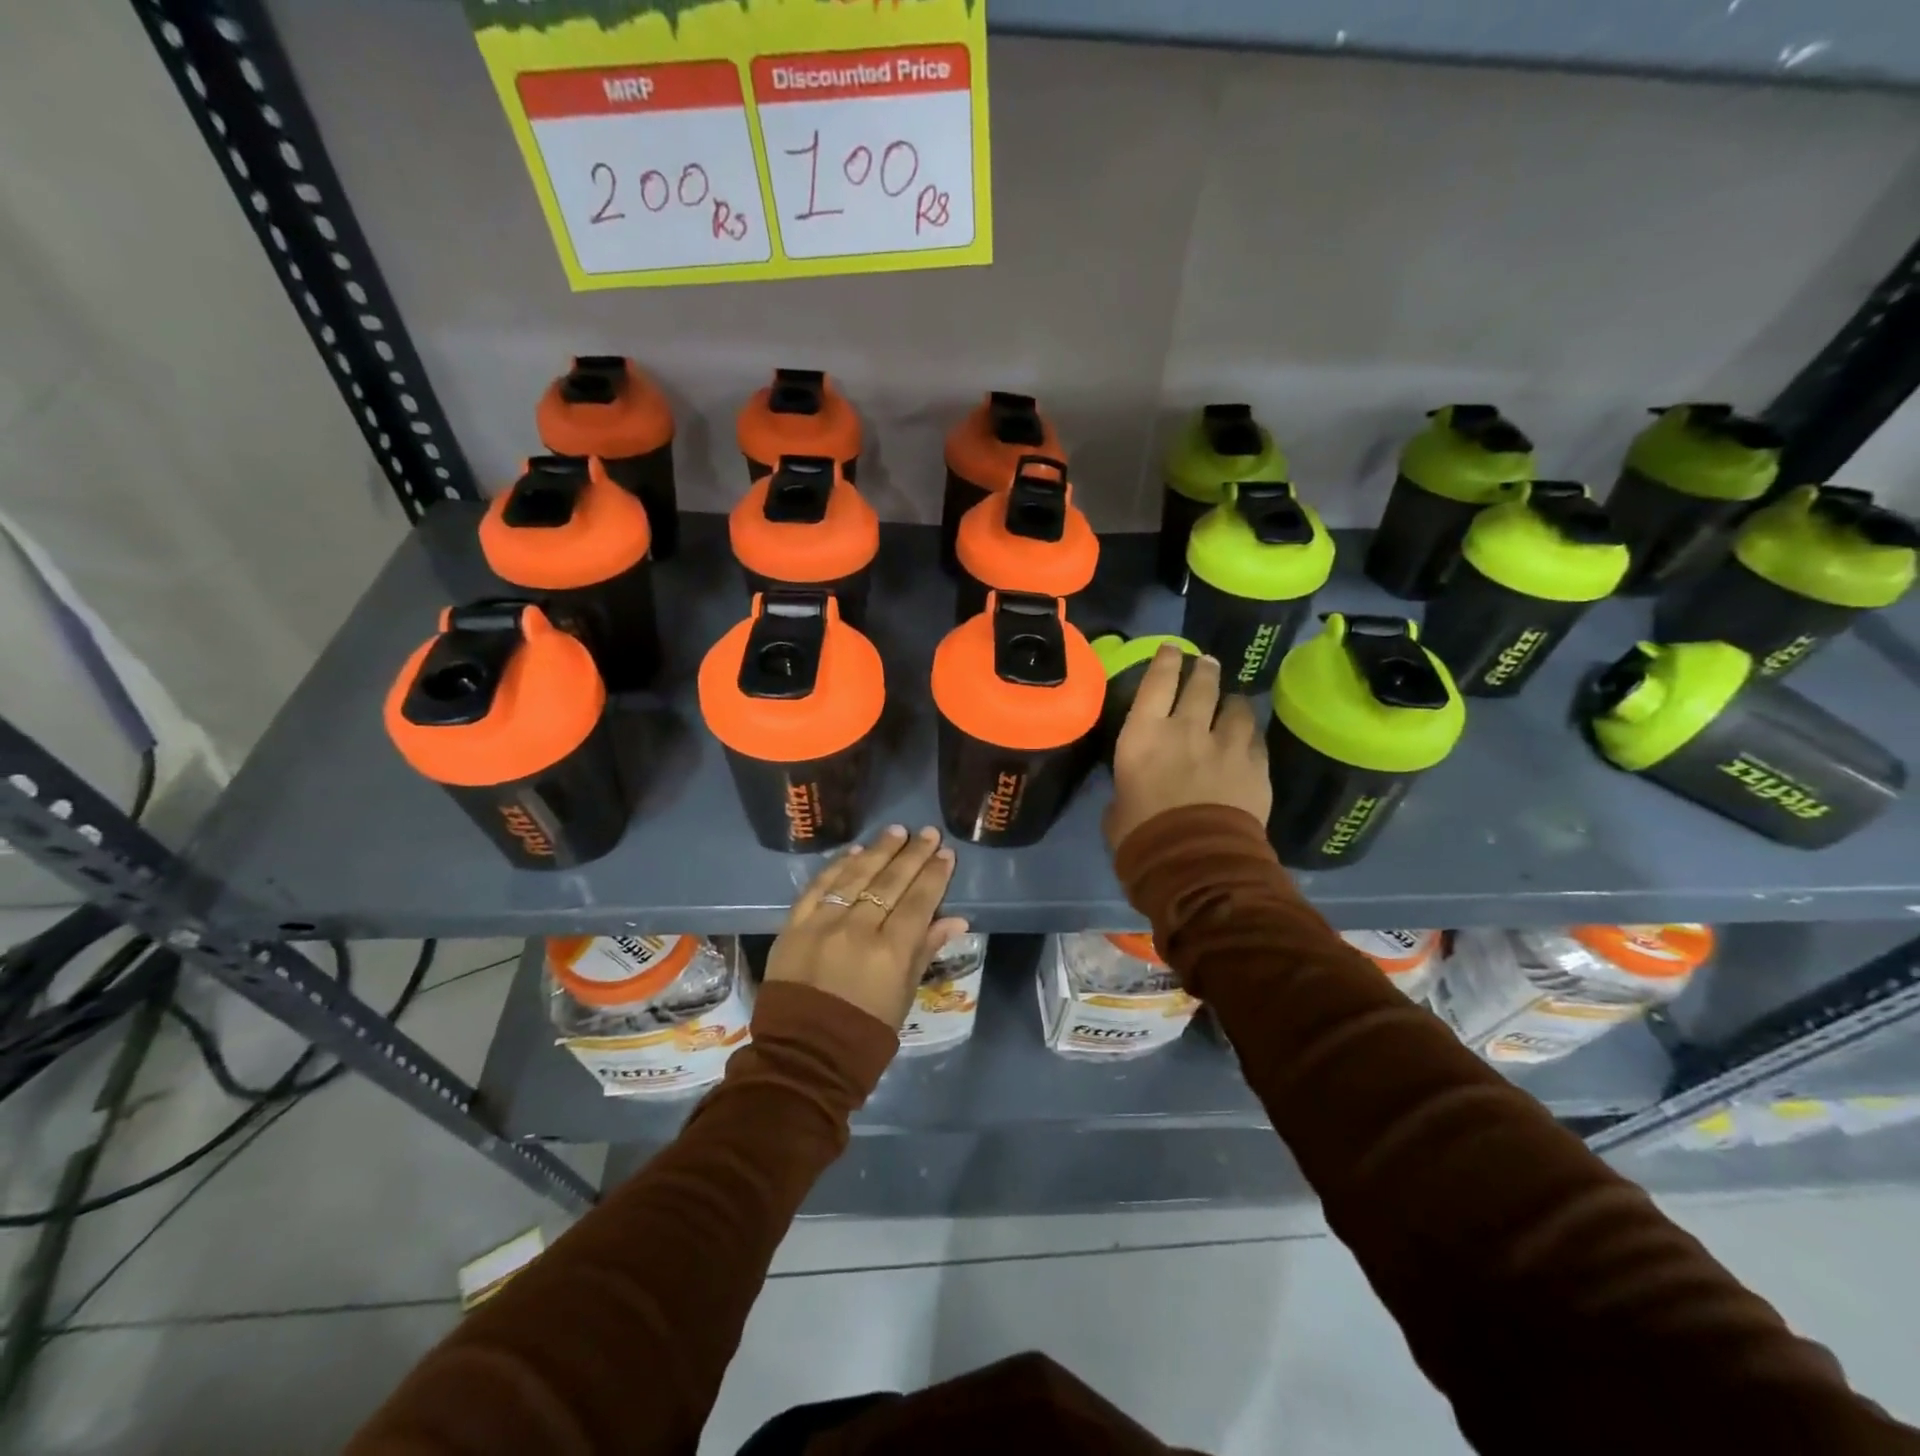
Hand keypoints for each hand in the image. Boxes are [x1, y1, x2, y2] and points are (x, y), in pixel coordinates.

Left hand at [765, 825, 970, 1029]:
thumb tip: (956, 919)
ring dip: (878, 851)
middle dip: (913, 855)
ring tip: (896, 832)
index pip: (919, 901)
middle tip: (927, 833)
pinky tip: (854, 852)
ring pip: (855, 876)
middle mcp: (858, 929)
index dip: (935, 875)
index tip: (946, 854)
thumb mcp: (904, 996)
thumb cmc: (864, 1033)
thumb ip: (925, 951)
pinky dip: (837, 867)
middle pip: (890, 882)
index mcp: (890, 952)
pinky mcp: (794, 926)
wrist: (803, 1056)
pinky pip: (819, 887)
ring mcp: (823, 924)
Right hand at [1103, 647, 1270, 851]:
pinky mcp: (1256, 767)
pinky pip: (1256, 741)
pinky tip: (1249, 740)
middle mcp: (1186, 730)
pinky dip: (1250, 737)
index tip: (1172, 648)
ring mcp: (1226, 746)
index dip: (1165, 660)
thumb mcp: (1117, 810)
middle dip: (1204, 670)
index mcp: (1143, 736)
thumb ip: (1127, 790)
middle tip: (1207, 663)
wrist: (1196, 863)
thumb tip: (1132, 792)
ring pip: (1236, 708)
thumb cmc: (1142, 837)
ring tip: (1233, 701)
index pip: (1156, 683)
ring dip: (1233, 702)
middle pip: (1201, 686)